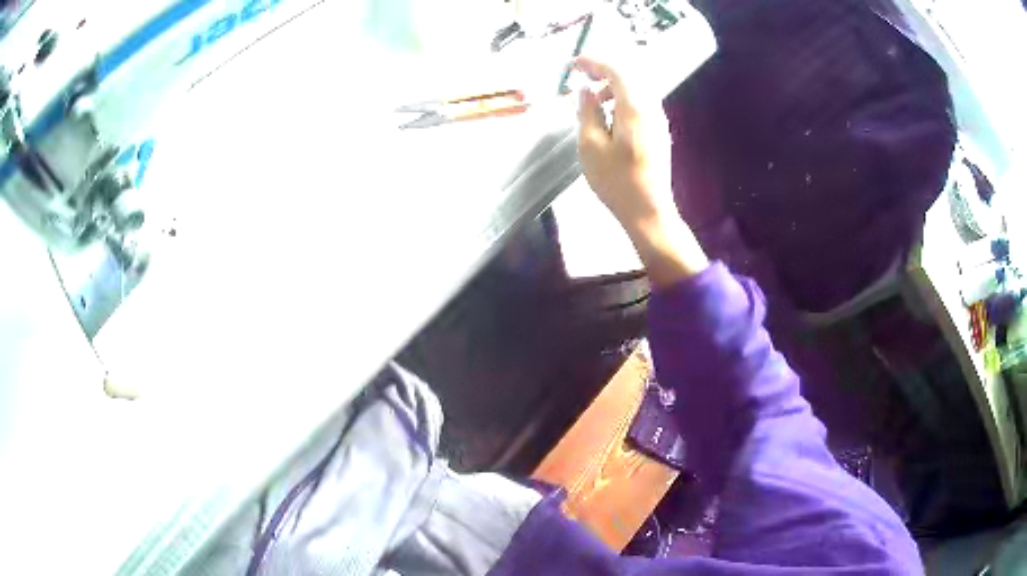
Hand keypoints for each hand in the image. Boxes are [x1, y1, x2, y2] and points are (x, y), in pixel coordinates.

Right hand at [574, 57, 707, 285]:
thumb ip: (588, 112)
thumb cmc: (616, 181)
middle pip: (630, 75)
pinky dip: (622, 99)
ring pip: (636, 89)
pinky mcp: (659, 132)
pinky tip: (609, 115)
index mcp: (635, 108)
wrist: (649, 211)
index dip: (594, 62)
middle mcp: (652, 108)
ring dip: (613, 86)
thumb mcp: (590, 145)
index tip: (573, 64)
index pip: (616, 70)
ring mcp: (659, 121)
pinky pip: (640, 103)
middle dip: (604, 70)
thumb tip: (585, 90)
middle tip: (581, 76)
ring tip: (593, 98)